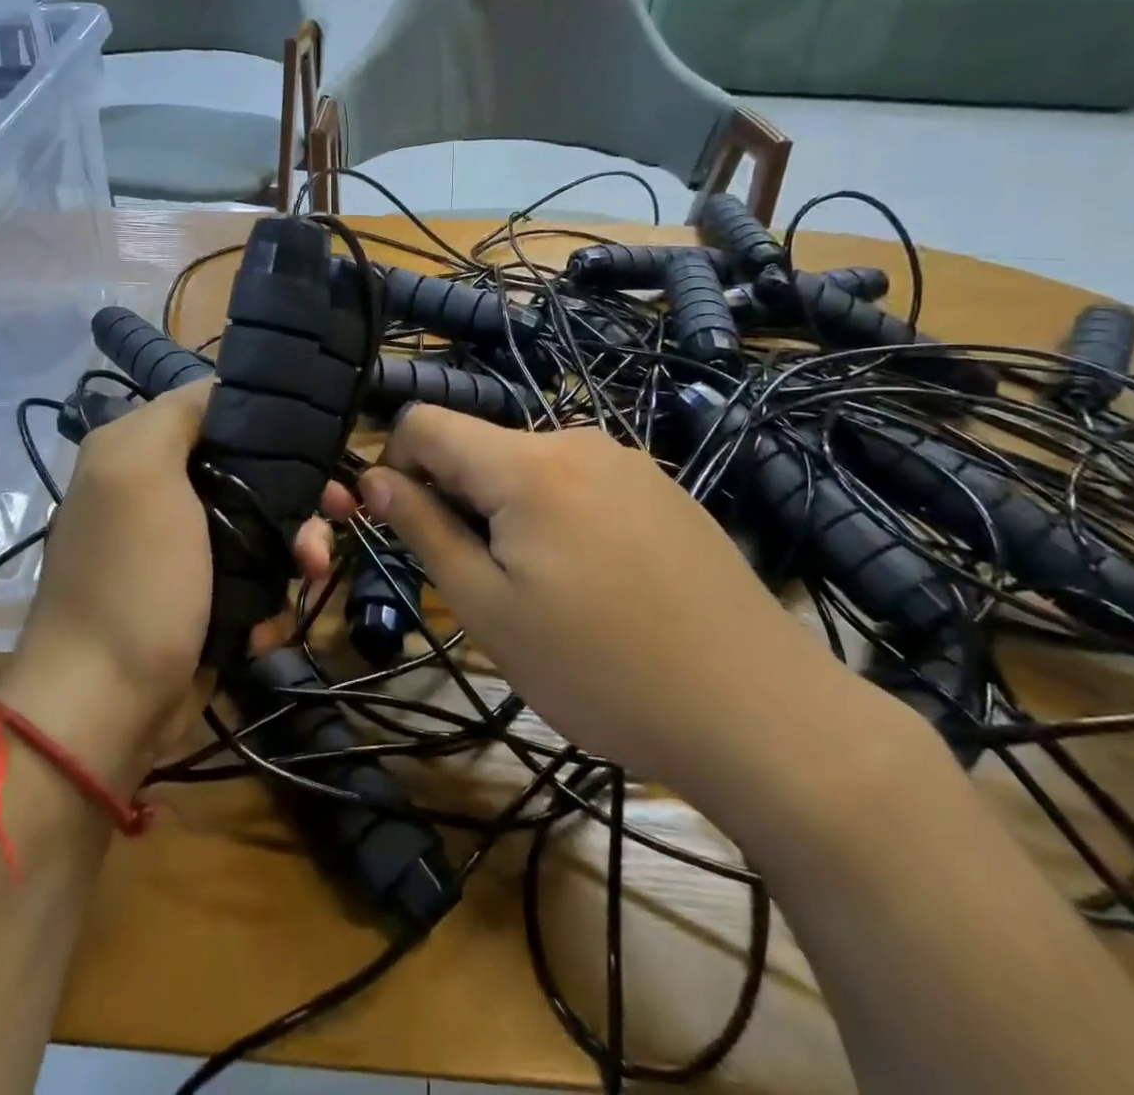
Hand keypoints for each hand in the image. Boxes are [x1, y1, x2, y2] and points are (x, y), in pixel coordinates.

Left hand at [0, 383, 334, 783]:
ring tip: (308, 574)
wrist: (105, 707)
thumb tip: (221, 389)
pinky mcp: (198, 598)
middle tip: (334, 517)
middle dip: (295, 496)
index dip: (271, 423)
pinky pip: (250, 577)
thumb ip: (177, 414)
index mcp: (138, 452)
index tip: (322, 447)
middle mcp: (157, 492)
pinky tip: (263, 623)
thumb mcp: (142, 472)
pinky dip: (265, 596)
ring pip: (258, 525)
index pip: (217, 410)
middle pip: (249, 471)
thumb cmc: (133, 581)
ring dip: (292, 548)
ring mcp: (179, 549)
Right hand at [355, 408, 891, 813]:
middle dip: (456, 498)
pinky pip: (579, 483)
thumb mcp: (488, 609)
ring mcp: (627, 461)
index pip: (425, 421)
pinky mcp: (661, 488)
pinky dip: (556, 517)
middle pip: (480, 446)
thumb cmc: (601, 670)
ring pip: (528, 468)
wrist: (759, 712)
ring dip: (506, 512)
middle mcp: (576, 440)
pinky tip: (595, 584)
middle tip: (480, 582)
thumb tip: (375, 479)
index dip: (395, 464)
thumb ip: (424, 531)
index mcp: (526, 464)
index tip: (405, 526)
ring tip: (542, 592)